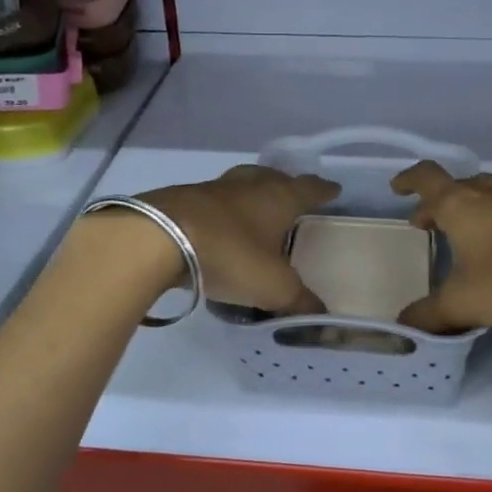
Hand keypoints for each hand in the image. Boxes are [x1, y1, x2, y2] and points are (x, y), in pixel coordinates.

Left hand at [140, 166, 337, 313]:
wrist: (158, 239)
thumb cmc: (230, 255)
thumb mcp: (273, 287)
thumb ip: (299, 301)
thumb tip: (322, 314)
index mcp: (278, 198)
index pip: (309, 189)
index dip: (323, 191)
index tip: (333, 190)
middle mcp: (248, 186)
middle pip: (273, 177)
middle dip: (286, 184)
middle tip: (293, 194)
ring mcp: (212, 189)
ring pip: (240, 185)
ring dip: (251, 194)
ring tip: (255, 209)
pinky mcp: (181, 199)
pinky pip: (211, 200)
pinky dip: (221, 210)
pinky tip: (218, 226)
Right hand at [392, 159, 491, 334]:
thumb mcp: (466, 304)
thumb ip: (431, 315)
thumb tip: (403, 326)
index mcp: (462, 207)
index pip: (427, 180)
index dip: (410, 181)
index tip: (398, 189)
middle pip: (459, 185)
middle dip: (440, 201)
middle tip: (430, 222)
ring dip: (476, 191)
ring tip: (472, 202)